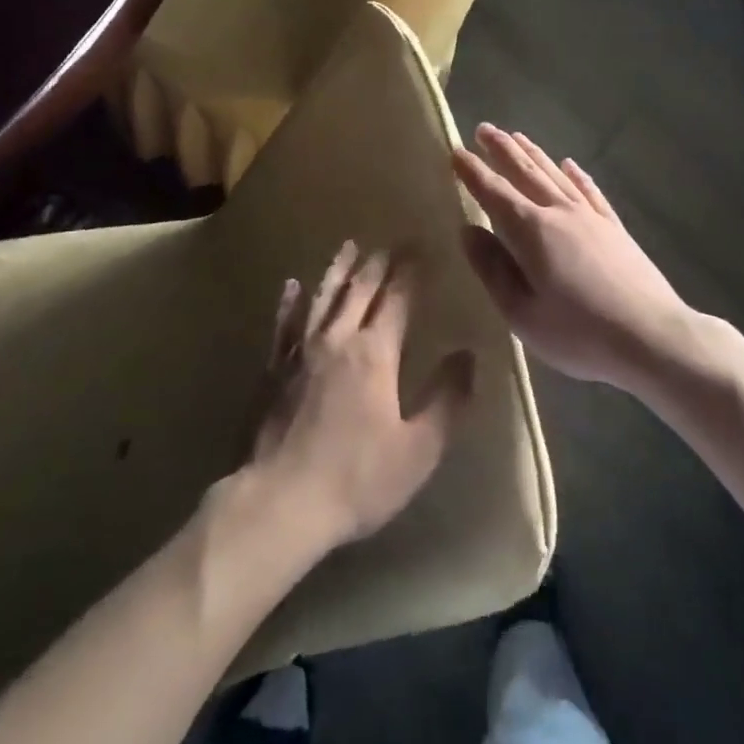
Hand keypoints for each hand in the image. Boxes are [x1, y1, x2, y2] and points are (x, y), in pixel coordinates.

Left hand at [248, 242, 474, 551]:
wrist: (281, 502)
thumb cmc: (358, 479)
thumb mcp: (419, 449)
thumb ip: (448, 399)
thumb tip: (469, 355)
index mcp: (374, 353)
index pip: (397, 299)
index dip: (411, 271)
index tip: (422, 246)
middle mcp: (337, 339)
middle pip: (360, 289)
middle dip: (378, 262)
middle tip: (391, 241)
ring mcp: (300, 351)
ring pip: (322, 297)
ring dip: (338, 269)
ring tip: (349, 245)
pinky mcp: (275, 369)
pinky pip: (284, 324)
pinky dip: (290, 301)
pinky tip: (291, 285)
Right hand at [455, 124, 693, 390]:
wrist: (653, 337)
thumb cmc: (579, 333)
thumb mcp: (522, 313)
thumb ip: (492, 269)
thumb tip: (468, 231)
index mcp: (531, 231)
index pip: (493, 192)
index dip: (473, 171)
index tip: (455, 150)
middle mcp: (559, 212)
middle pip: (525, 172)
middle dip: (502, 150)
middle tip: (483, 128)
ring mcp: (590, 217)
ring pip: (555, 175)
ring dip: (534, 153)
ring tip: (517, 136)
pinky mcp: (615, 228)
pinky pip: (590, 192)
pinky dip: (577, 175)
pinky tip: (570, 165)